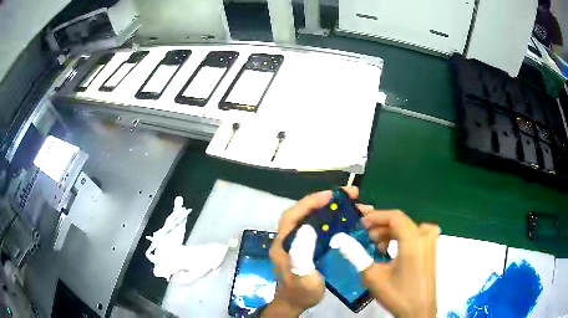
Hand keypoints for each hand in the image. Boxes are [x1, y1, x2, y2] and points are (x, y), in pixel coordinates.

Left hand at [263, 187, 359, 316]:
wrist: (298, 303)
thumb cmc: (299, 292)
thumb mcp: (301, 276)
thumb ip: (301, 255)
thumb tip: (308, 227)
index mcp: (284, 242)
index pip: (294, 214)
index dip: (310, 202)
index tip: (331, 195)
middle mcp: (291, 238)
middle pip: (308, 213)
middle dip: (328, 201)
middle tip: (352, 196)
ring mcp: (302, 242)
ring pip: (318, 219)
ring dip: (336, 210)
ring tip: (358, 207)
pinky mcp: (312, 247)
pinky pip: (324, 228)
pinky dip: (337, 222)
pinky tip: (351, 222)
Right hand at [331, 209, 438, 317]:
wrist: (418, 310)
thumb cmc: (397, 294)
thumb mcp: (373, 276)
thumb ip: (356, 255)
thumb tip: (340, 240)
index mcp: (413, 240)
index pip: (395, 217)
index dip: (377, 217)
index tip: (361, 225)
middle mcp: (425, 236)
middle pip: (402, 222)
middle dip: (382, 227)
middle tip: (367, 239)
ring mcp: (431, 243)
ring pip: (409, 227)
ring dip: (392, 233)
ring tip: (379, 247)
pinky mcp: (432, 250)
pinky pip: (417, 234)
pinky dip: (404, 237)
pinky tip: (394, 251)